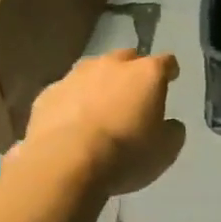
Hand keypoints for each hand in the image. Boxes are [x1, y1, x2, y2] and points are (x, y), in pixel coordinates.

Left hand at [19, 49, 186, 196]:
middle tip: (133, 94)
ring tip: (100, 107)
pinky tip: (71, 123)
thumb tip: (170, 124)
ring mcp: (76, 76)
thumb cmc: (125, 154)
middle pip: (127, 58)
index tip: (171, 79)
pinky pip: (66, 92)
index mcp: (146, 74)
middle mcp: (111, 65)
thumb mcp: (165, 151)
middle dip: (132, 72)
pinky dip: (72, 102)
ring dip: (100, 84)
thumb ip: (172, 131)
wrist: (65, 163)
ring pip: (93, 70)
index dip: (169, 70)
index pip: (166, 62)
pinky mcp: (48, 93)